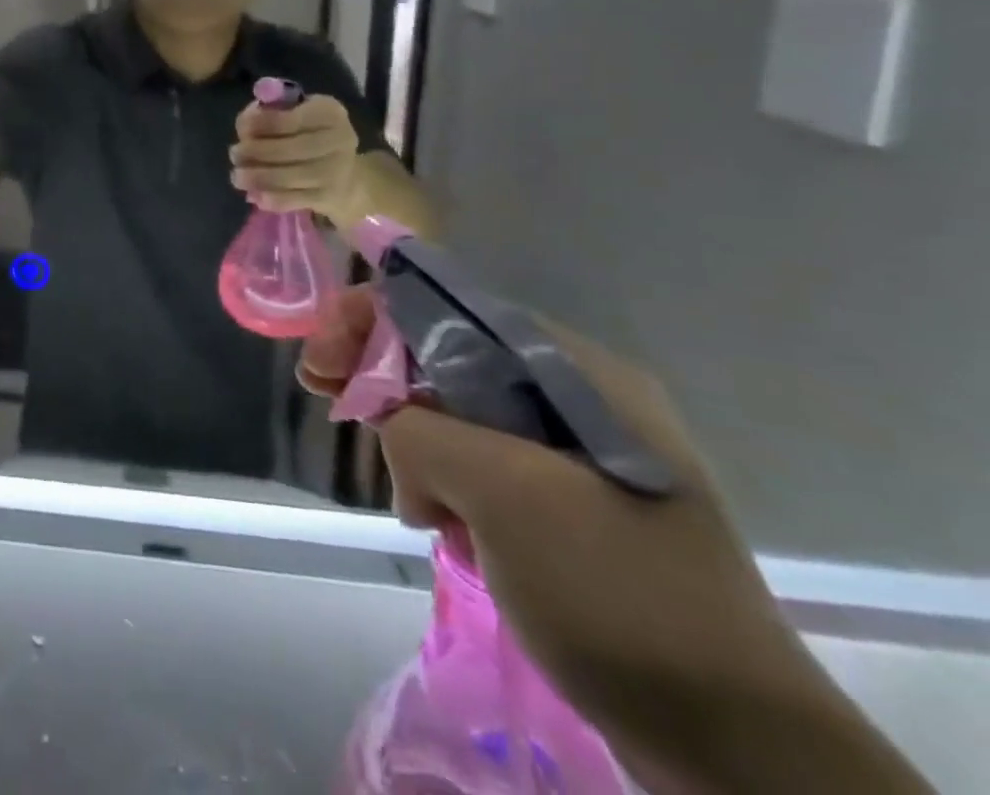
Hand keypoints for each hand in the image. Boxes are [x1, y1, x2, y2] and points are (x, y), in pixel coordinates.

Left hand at [229, 93, 364, 219]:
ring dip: (259, 177)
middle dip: (257, 151)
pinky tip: (255, 195)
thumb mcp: (295, 115)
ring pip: (292, 175)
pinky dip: (273, 198)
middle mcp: (340, 139)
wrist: (347, 178)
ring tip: (237, 176)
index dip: (264, 123)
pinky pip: (296, 199)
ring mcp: (338, 171)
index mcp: (329, 112)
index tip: (242, 128)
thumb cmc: (310, 137)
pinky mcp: (330, 197)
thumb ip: (269, 114)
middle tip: (234, 153)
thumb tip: (245, 122)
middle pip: (292, 148)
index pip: (293, 118)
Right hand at [295, 289, 916, 792]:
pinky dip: (444, 484)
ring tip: (410, 503)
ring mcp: (573, 455)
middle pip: (446, 359)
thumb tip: (388, 419)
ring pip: (457, 416)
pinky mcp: (566, 505)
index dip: (373, 319)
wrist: (736, 748)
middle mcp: (574, 397)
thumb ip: (423, 429)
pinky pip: (480, 466)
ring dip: (414, 446)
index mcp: (574, 372)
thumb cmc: (617, 594)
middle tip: (327, 400)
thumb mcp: (505, 494)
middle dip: (383, 380)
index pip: (449, 310)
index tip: (323, 360)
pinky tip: (439, 523)